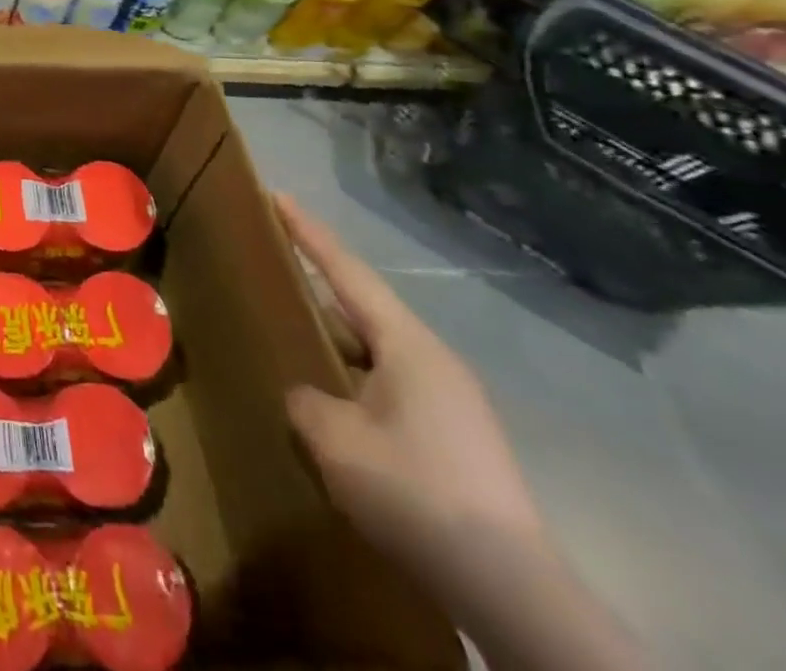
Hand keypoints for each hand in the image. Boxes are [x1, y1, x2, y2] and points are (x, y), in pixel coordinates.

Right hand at [277, 196, 545, 581]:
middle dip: (319, 288)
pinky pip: (390, 386)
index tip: (278, 197)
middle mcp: (434, 361)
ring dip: (336, 342)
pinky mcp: (456, 439)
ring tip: (295, 340)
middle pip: (364, 308)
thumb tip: (308, 395)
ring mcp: (451, 401)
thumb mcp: (335, 439)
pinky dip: (355, 379)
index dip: (309, 233)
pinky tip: (333, 404)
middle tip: (275, 271)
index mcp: (408, 345)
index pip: (348, 272)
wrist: (509, 587)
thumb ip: (305, 400)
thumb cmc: (414, 490)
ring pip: (377, 351)